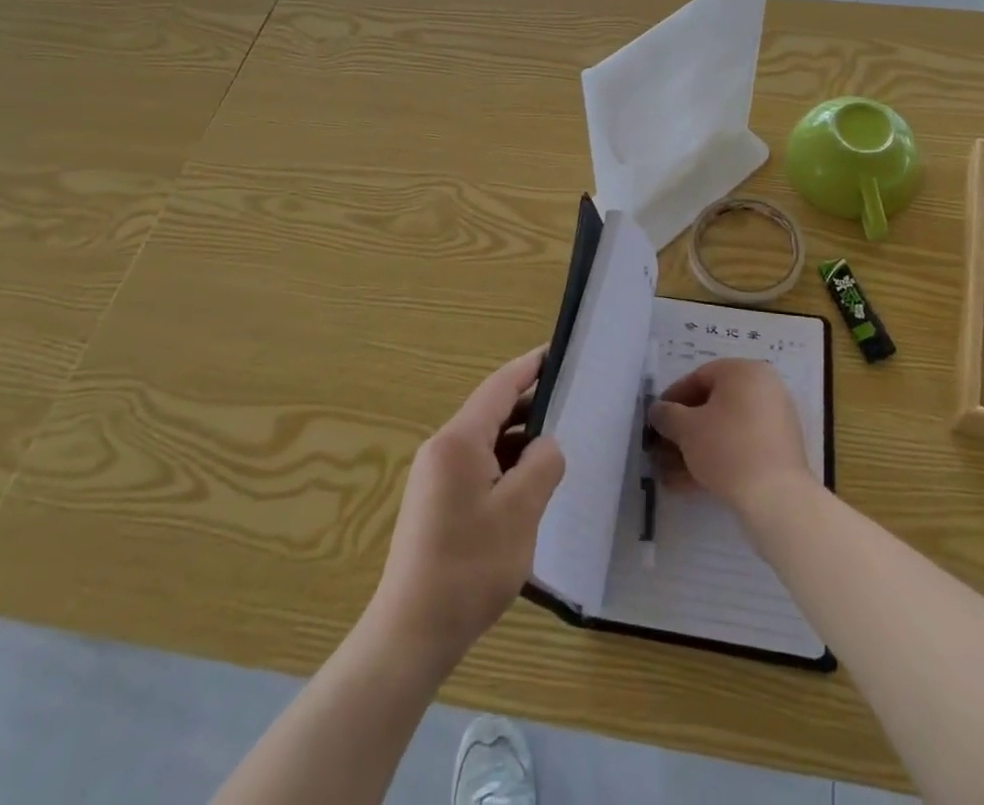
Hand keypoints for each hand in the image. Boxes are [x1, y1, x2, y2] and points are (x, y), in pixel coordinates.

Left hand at [367, 348, 564, 674]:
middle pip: (492, 412)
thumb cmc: (470, 566)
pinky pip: (477, 467)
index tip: (556, 350)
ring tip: (557, 445)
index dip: (530, 366)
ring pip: (486, 442)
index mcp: (459, 441)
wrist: (412, 634)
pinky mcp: (436, 503)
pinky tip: (528, 485)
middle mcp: (442, 449)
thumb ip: (542, 464)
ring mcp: (435, 477)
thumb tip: (546, 445)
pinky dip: (505, 465)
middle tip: (571, 401)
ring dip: (519, 439)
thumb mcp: (521, 511)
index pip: (500, 386)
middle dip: (530, 404)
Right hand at [647, 358, 815, 519]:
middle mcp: (764, 389)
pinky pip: (740, 448)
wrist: (777, 498)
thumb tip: (658, 411)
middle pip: (712, 406)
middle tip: (660, 450)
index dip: (672, 399)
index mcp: (745, 372)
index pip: (699, 377)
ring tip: (669, 474)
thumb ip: (667, 415)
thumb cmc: (728, 448)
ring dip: (694, 450)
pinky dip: (716, 460)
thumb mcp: (687, 428)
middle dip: (682, 431)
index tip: (656, 420)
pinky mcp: (778, 452)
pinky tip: (689, 484)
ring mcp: (774, 422)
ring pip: (724, 431)